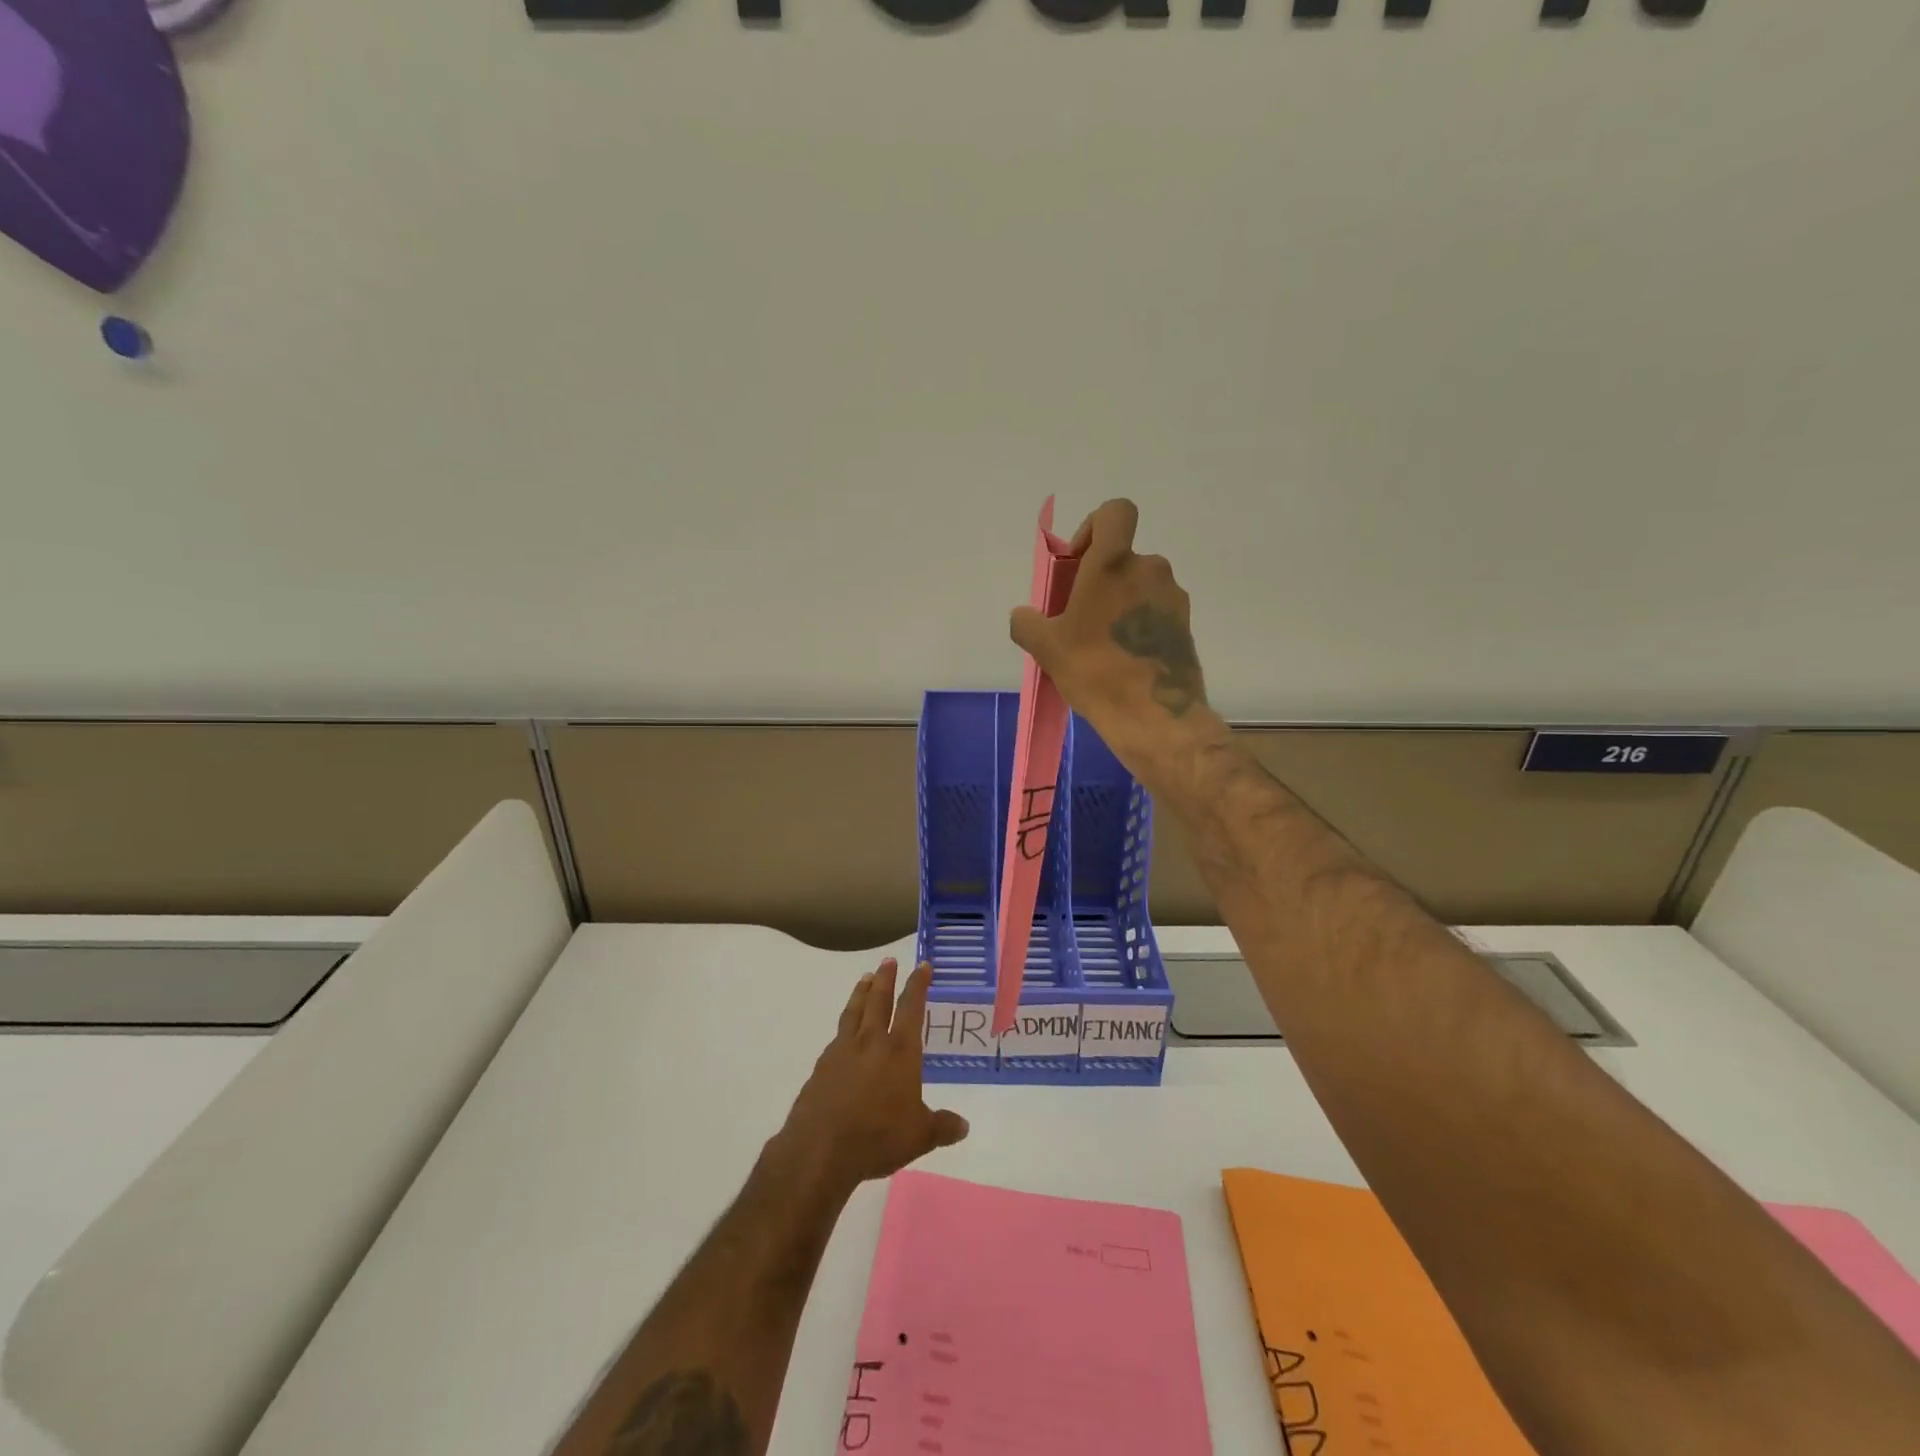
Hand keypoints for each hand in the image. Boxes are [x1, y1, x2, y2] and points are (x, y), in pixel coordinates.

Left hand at [776, 958, 968, 1196]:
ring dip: (861, 992)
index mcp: (900, 1051)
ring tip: (865, 978)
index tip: (922, 966)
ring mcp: (843, 1051)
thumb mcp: (919, 1136)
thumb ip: (942, 1127)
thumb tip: (964, 1126)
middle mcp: (871, 1042)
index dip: (918, 985)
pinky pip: (838, 1035)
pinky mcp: (822, 1066)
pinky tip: (845, 1030)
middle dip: (886, 978)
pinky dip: (845, 1024)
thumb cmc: (878, 1137)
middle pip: (879, 1001)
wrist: (821, 1149)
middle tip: (889, 960)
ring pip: (854, 1011)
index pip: (912, 1008)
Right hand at [1009, 499, 1215, 773]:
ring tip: (1101, 644)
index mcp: (1113, 564)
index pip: (1115, 512)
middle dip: (1101, 580)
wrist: (1154, 716)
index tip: (1078, 562)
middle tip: (1080, 616)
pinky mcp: (1185, 625)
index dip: (1094, 527)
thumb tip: (1023, 616)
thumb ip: (1027, 623)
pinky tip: (1124, 659)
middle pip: (1122, 558)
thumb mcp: (1046, 648)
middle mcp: (1149, 570)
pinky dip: (1139, 625)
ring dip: (1120, 604)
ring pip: (1139, 586)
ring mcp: (1172, 598)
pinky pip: (1155, 612)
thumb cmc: (1095, 671)